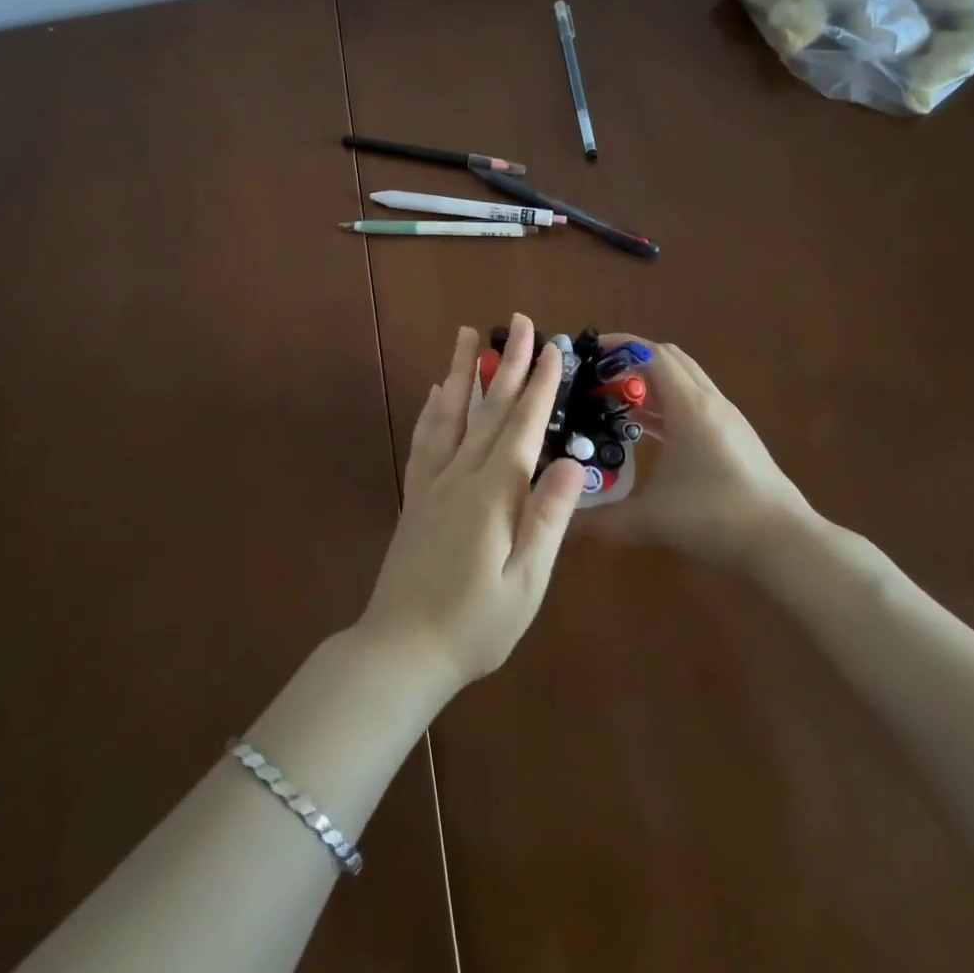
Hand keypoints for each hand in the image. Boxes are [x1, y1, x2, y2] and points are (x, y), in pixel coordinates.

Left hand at [356, 316, 586, 692]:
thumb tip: (573, 462)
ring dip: (461, 371)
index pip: (523, 426)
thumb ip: (548, 518)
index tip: (552, 349)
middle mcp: (461, 475)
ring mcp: (432, 483)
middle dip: (508, 363)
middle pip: (488, 409)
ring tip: (467, 335)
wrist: (400, 650)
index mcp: (494, 493)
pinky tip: (435, 392)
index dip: (540, 386)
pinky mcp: (415, 497)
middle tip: (519, 322)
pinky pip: (424, 441)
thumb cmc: (475, 624)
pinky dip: (432, 410)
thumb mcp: (525, 581)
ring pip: (450, 414)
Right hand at [591, 338, 817, 571]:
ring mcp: (727, 418)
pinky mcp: (736, 437)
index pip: (651, 354)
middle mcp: (709, 402)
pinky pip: (695, 403)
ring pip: (685, 380)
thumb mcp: (650, 519)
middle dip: (632, 360)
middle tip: (599, 377)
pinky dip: (669, 403)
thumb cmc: (715, 518)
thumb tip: (567, 524)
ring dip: (652, 382)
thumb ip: (603, 520)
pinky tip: (650, 431)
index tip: (589, 352)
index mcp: (689, 406)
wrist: (784, 544)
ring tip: (616, 401)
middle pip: (669, 359)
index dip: (618, 346)